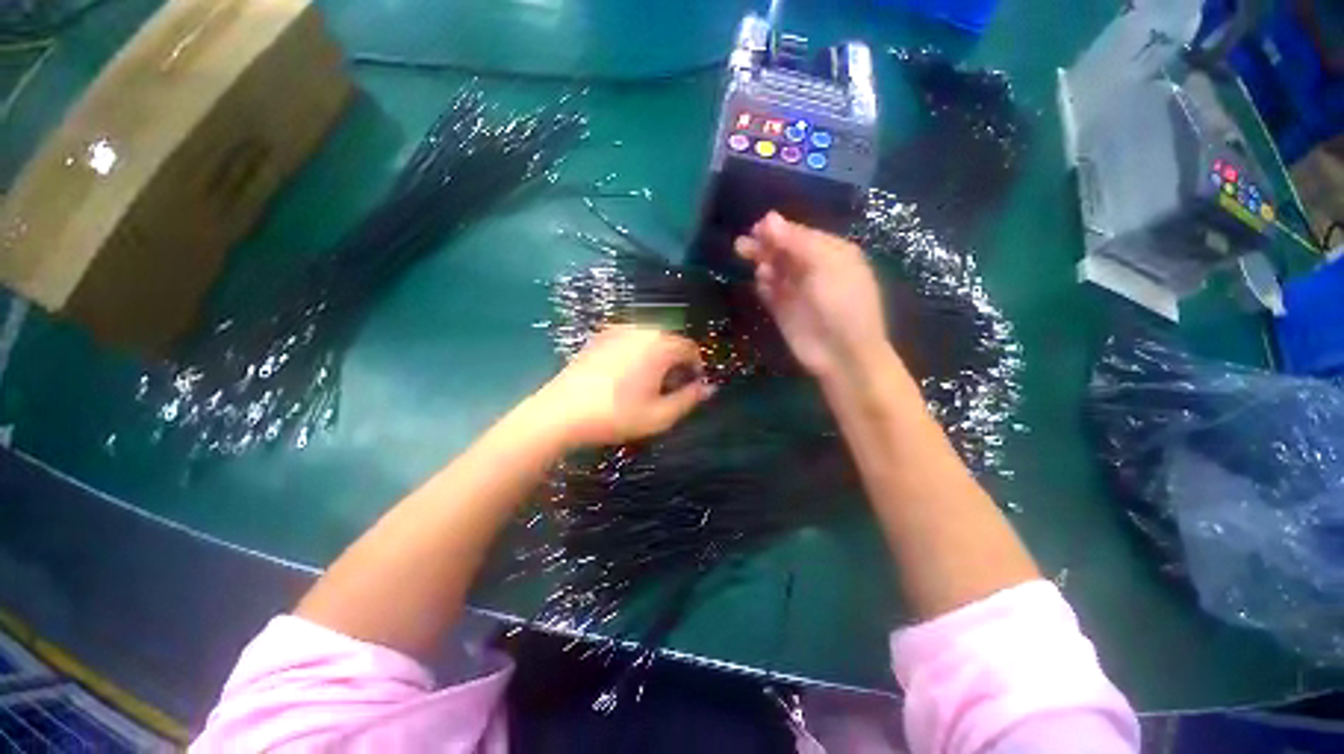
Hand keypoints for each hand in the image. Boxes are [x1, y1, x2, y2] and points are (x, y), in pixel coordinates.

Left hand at [528, 325, 712, 448]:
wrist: (561, 412)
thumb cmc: (616, 415)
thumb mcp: (660, 416)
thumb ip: (689, 399)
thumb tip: (709, 388)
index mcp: (660, 345)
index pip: (690, 349)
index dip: (696, 369)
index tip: (691, 389)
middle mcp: (641, 329)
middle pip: (670, 341)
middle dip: (676, 362)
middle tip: (669, 389)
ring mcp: (617, 330)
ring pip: (650, 339)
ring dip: (657, 357)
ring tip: (647, 383)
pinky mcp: (599, 336)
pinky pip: (629, 340)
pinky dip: (637, 353)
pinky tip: (624, 375)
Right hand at [735, 212, 888, 382]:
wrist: (842, 353)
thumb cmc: (841, 302)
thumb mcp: (824, 264)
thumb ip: (795, 241)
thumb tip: (768, 217)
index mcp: (831, 253)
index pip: (800, 235)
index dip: (779, 230)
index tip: (757, 227)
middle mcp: (813, 269)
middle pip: (783, 251)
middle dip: (765, 246)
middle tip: (742, 246)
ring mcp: (797, 291)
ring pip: (774, 270)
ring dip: (763, 265)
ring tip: (760, 269)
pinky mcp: (783, 311)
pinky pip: (769, 292)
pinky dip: (763, 286)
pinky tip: (763, 284)